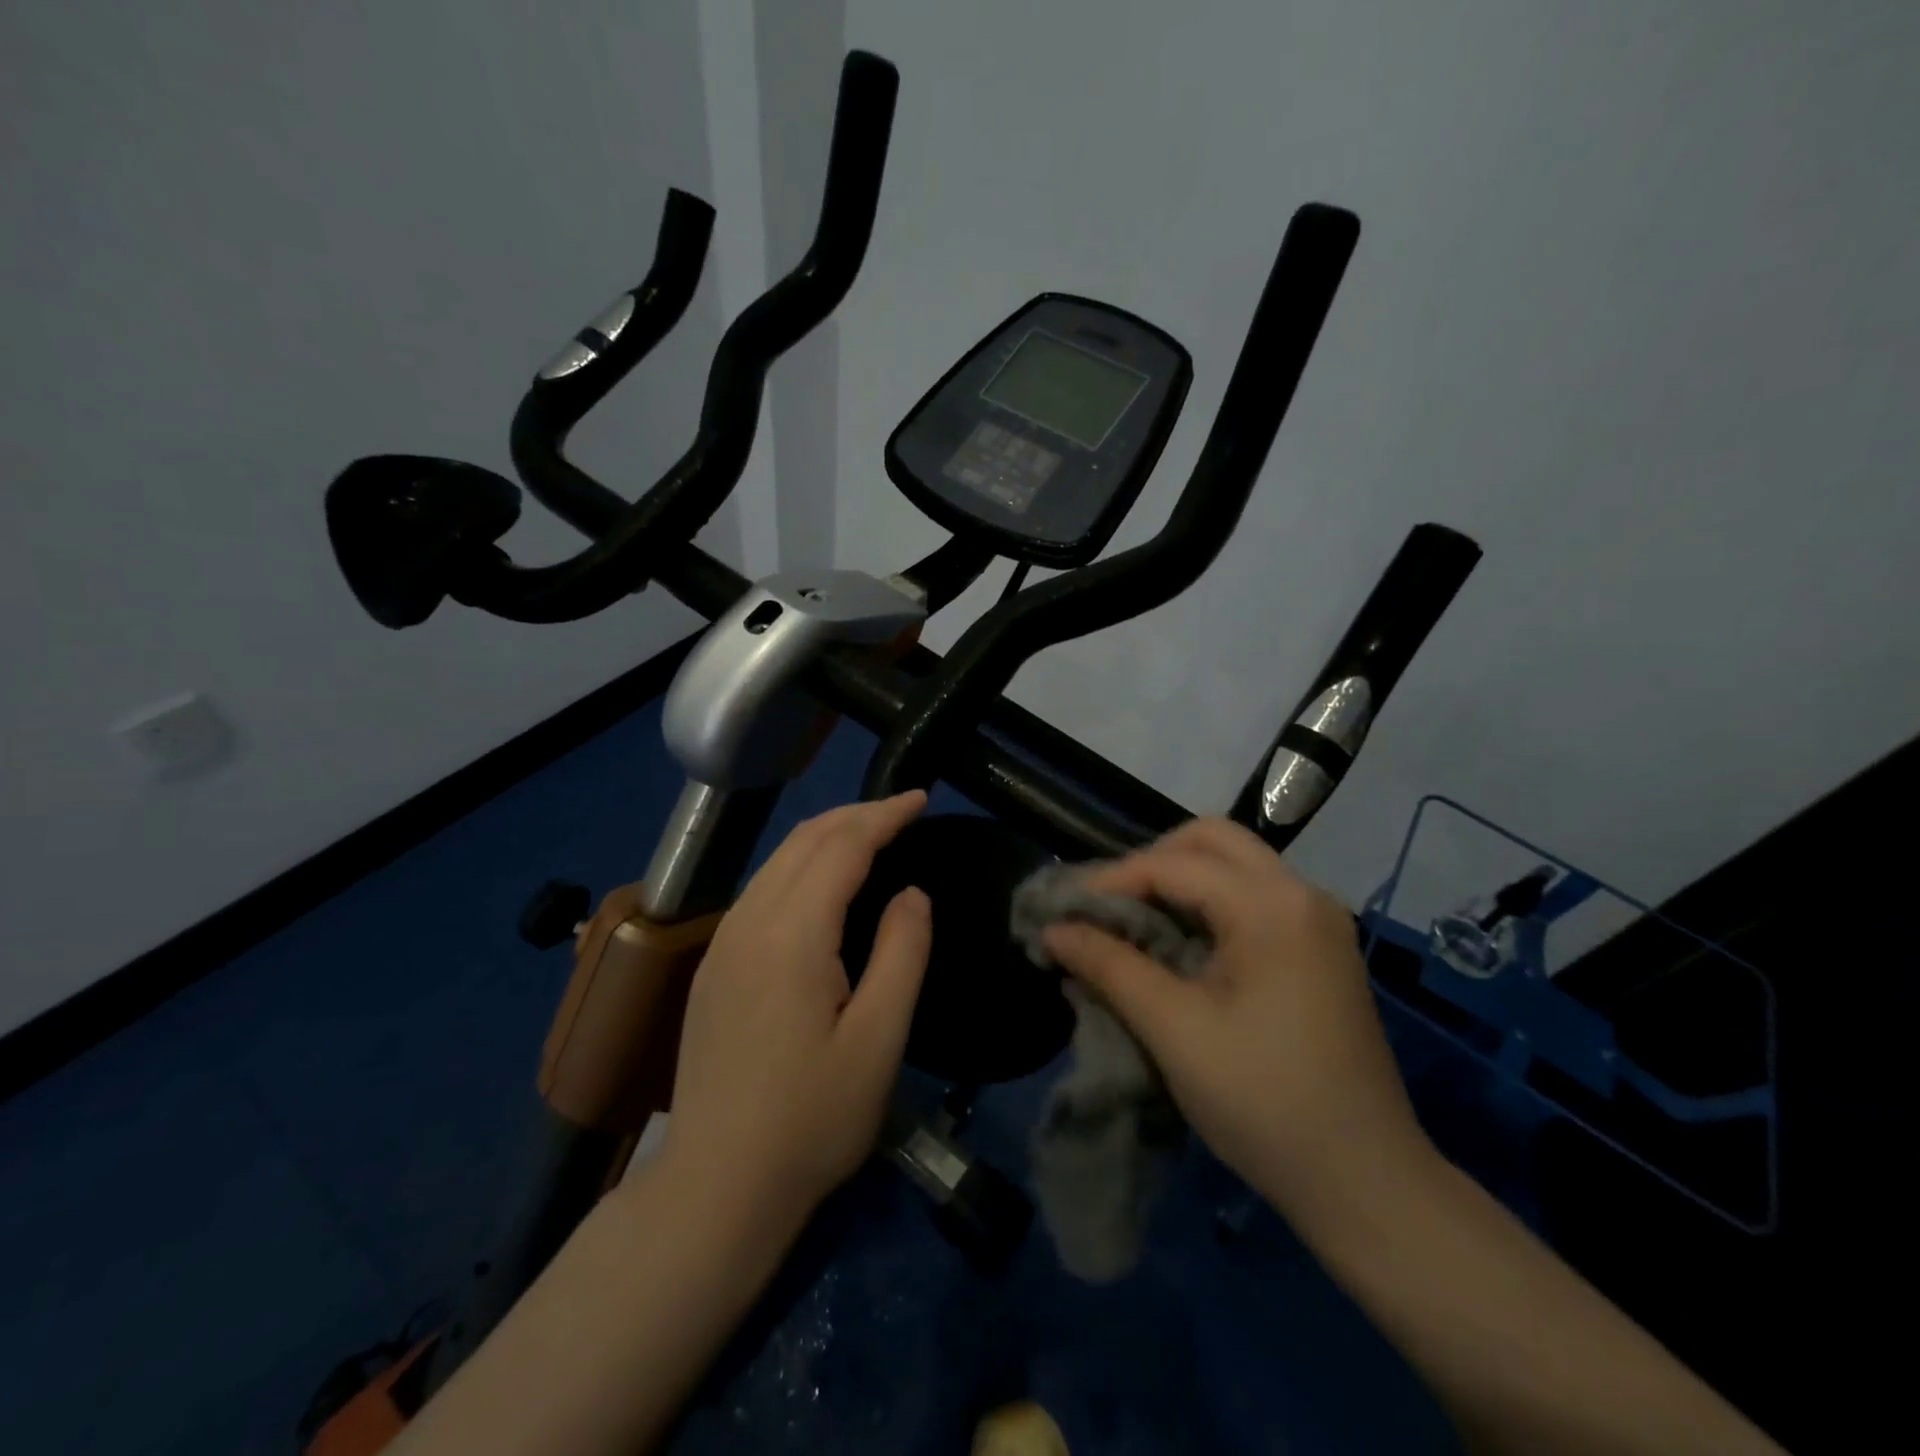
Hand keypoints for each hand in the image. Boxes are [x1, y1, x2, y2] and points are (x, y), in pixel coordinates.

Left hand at [660, 792, 932, 1239]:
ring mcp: (722, 942)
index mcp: (791, 934)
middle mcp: (748, 922)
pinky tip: (823, 882)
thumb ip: (902, 953)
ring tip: (872, 834)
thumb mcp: (878, 1040)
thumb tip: (911, 892)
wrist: (716, 1187)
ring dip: (827, 834)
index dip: (884, 815)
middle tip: (904, 811)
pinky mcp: (713, 965)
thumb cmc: (811, 1119)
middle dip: (857, 813)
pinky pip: (762, 887)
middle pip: (805, 839)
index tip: (921, 799)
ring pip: (778, 859)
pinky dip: (801, 863)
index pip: (842, 845)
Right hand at [1042, 817, 1429, 1217]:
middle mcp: (1302, 895)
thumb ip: (1109, 966)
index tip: (1066, 911)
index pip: (1173, 864)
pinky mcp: (1321, 949)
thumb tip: (1053, 930)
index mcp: (1272, 906)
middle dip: (1151, 862)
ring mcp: (1318, 921)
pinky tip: (1178, 945)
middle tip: (1108, 906)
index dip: (1111, 881)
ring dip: (1179, 881)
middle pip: (1213, 841)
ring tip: (1133, 924)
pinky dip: (1208, 905)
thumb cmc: (1264, 1102)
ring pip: (1235, 866)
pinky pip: (1253, 898)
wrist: (1366, 1183)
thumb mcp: (1173, 1030)